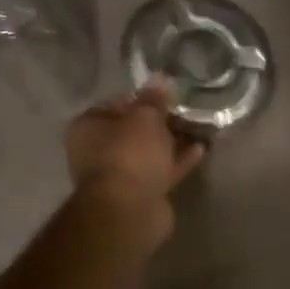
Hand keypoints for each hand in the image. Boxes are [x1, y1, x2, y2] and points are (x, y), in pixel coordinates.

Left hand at [65, 81, 206, 233]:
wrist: (130, 210)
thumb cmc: (130, 154)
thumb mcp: (145, 117)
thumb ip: (154, 98)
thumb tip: (160, 78)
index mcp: (89, 127)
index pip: (117, 104)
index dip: (143, 99)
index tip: (169, 97)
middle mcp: (98, 150)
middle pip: (133, 131)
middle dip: (160, 123)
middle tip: (187, 112)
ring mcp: (119, 175)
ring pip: (149, 153)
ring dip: (171, 143)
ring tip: (199, 129)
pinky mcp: (140, 193)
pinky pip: (161, 171)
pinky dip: (178, 162)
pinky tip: (200, 150)